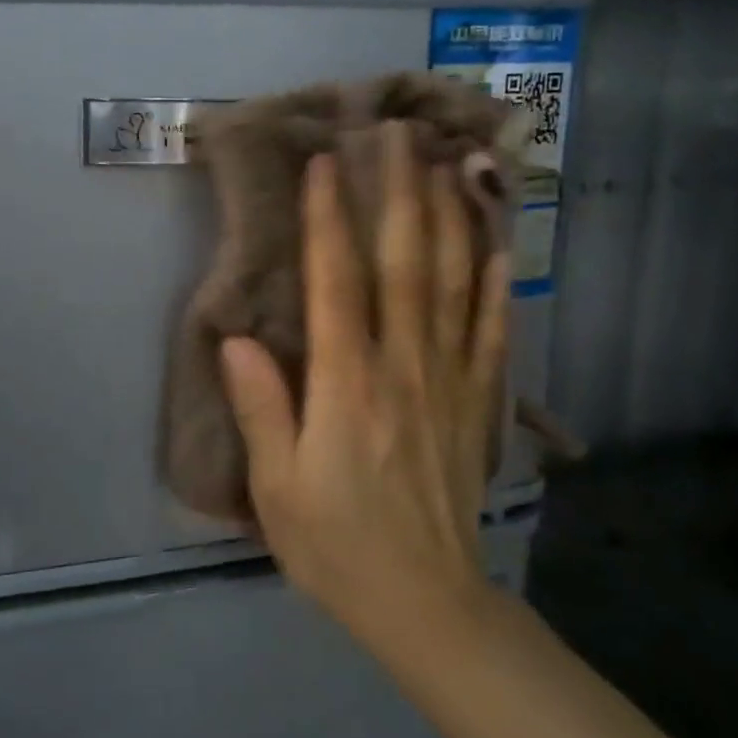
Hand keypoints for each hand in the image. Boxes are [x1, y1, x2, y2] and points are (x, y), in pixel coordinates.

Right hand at [219, 122, 508, 651]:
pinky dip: (496, 283)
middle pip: (403, 263)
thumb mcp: (278, 489)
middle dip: (399, 192)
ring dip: (449, 217)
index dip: (328, 218)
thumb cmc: (338, 546)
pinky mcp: (478, 403)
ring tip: (448, 163)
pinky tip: (499, 243)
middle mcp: (403, 367)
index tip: (326, 163)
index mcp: (347, 385)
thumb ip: (261, 409)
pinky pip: (490, 331)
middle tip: (397, 133)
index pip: (336, 282)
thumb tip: (238, 339)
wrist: (428, 603)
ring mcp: (449, 381)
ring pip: (453, 283)